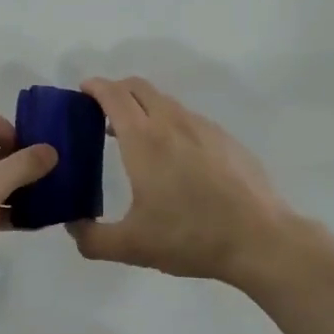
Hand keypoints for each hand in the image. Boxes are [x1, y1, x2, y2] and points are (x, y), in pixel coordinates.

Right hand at [68, 77, 292, 289]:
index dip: (95, 87)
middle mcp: (172, 122)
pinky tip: (175, 159)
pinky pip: (188, 119)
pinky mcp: (226, 139)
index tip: (82, 91)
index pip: (114, 95)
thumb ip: (93, 238)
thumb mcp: (132, 246)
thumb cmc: (190, 237)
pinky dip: (170, 124)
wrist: (259, 239)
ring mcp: (203, 127)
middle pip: (139, 87)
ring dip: (144, 108)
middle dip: (116, 91)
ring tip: (135, 138)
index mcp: (144, 139)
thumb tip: (73, 227)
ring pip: (166, 102)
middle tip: (101, 113)